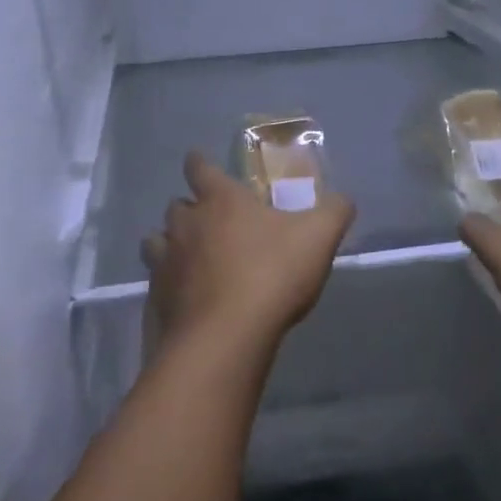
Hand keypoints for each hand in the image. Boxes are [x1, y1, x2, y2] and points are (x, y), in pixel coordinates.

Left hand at [142, 153, 354, 357]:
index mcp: (220, 200)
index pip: (199, 167)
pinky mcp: (156, 299)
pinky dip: (168, 285)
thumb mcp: (319, 237)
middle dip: (189, 209)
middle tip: (210, 222)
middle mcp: (186, 224)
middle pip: (176, 206)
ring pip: (156, 242)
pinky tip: (186, 298)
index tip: (199, 163)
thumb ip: (334, 211)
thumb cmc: (272, 274)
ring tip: (190, 258)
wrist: (226, 337)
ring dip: (169, 244)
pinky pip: (157, 282)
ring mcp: (165, 262)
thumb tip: (343, 199)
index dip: (199, 163)